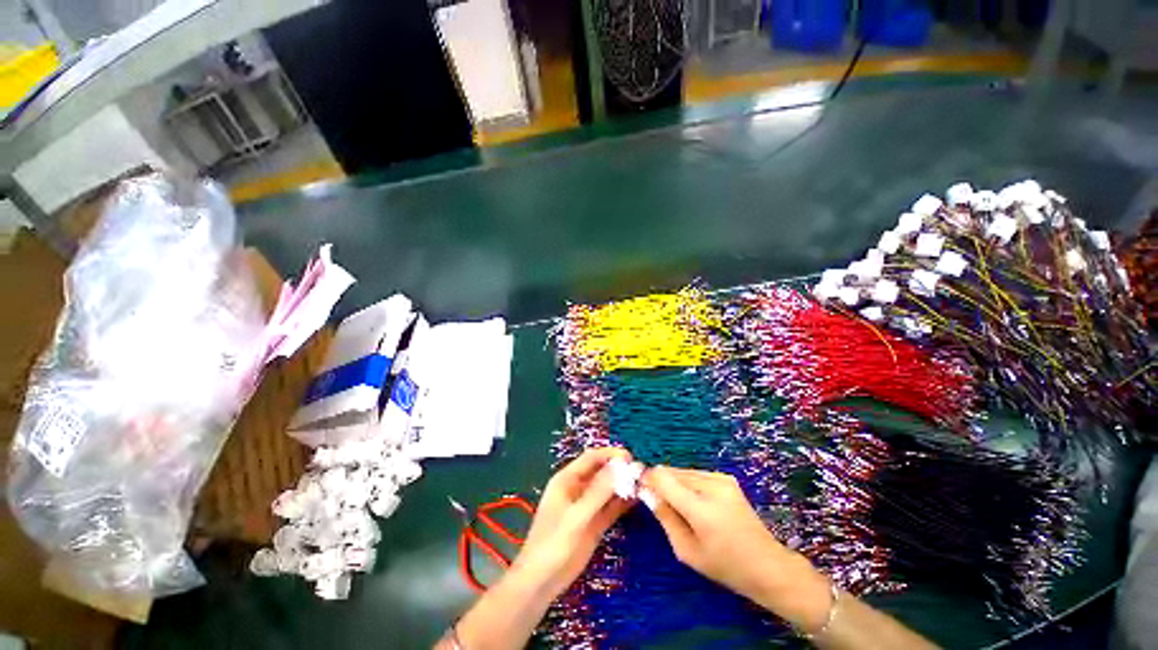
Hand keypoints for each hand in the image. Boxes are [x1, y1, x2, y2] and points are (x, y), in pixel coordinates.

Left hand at [510, 447, 633, 599]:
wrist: (541, 582)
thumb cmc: (554, 544)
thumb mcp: (577, 516)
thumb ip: (598, 492)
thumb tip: (619, 466)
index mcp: (567, 480)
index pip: (591, 458)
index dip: (610, 455)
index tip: (630, 457)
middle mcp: (578, 489)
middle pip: (600, 472)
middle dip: (619, 469)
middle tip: (641, 471)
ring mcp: (587, 506)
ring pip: (607, 489)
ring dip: (622, 485)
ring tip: (643, 483)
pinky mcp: (594, 523)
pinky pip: (610, 507)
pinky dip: (622, 502)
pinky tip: (637, 499)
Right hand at [642, 466, 832, 631]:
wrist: (767, 564)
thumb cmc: (725, 565)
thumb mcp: (687, 551)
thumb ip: (664, 518)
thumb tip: (647, 493)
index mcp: (700, 508)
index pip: (662, 478)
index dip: (648, 479)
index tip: (641, 489)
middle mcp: (711, 485)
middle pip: (671, 472)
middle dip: (661, 483)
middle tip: (659, 503)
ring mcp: (721, 478)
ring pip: (683, 471)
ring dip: (674, 483)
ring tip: (680, 506)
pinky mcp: (727, 477)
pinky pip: (696, 474)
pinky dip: (688, 483)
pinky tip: (695, 502)